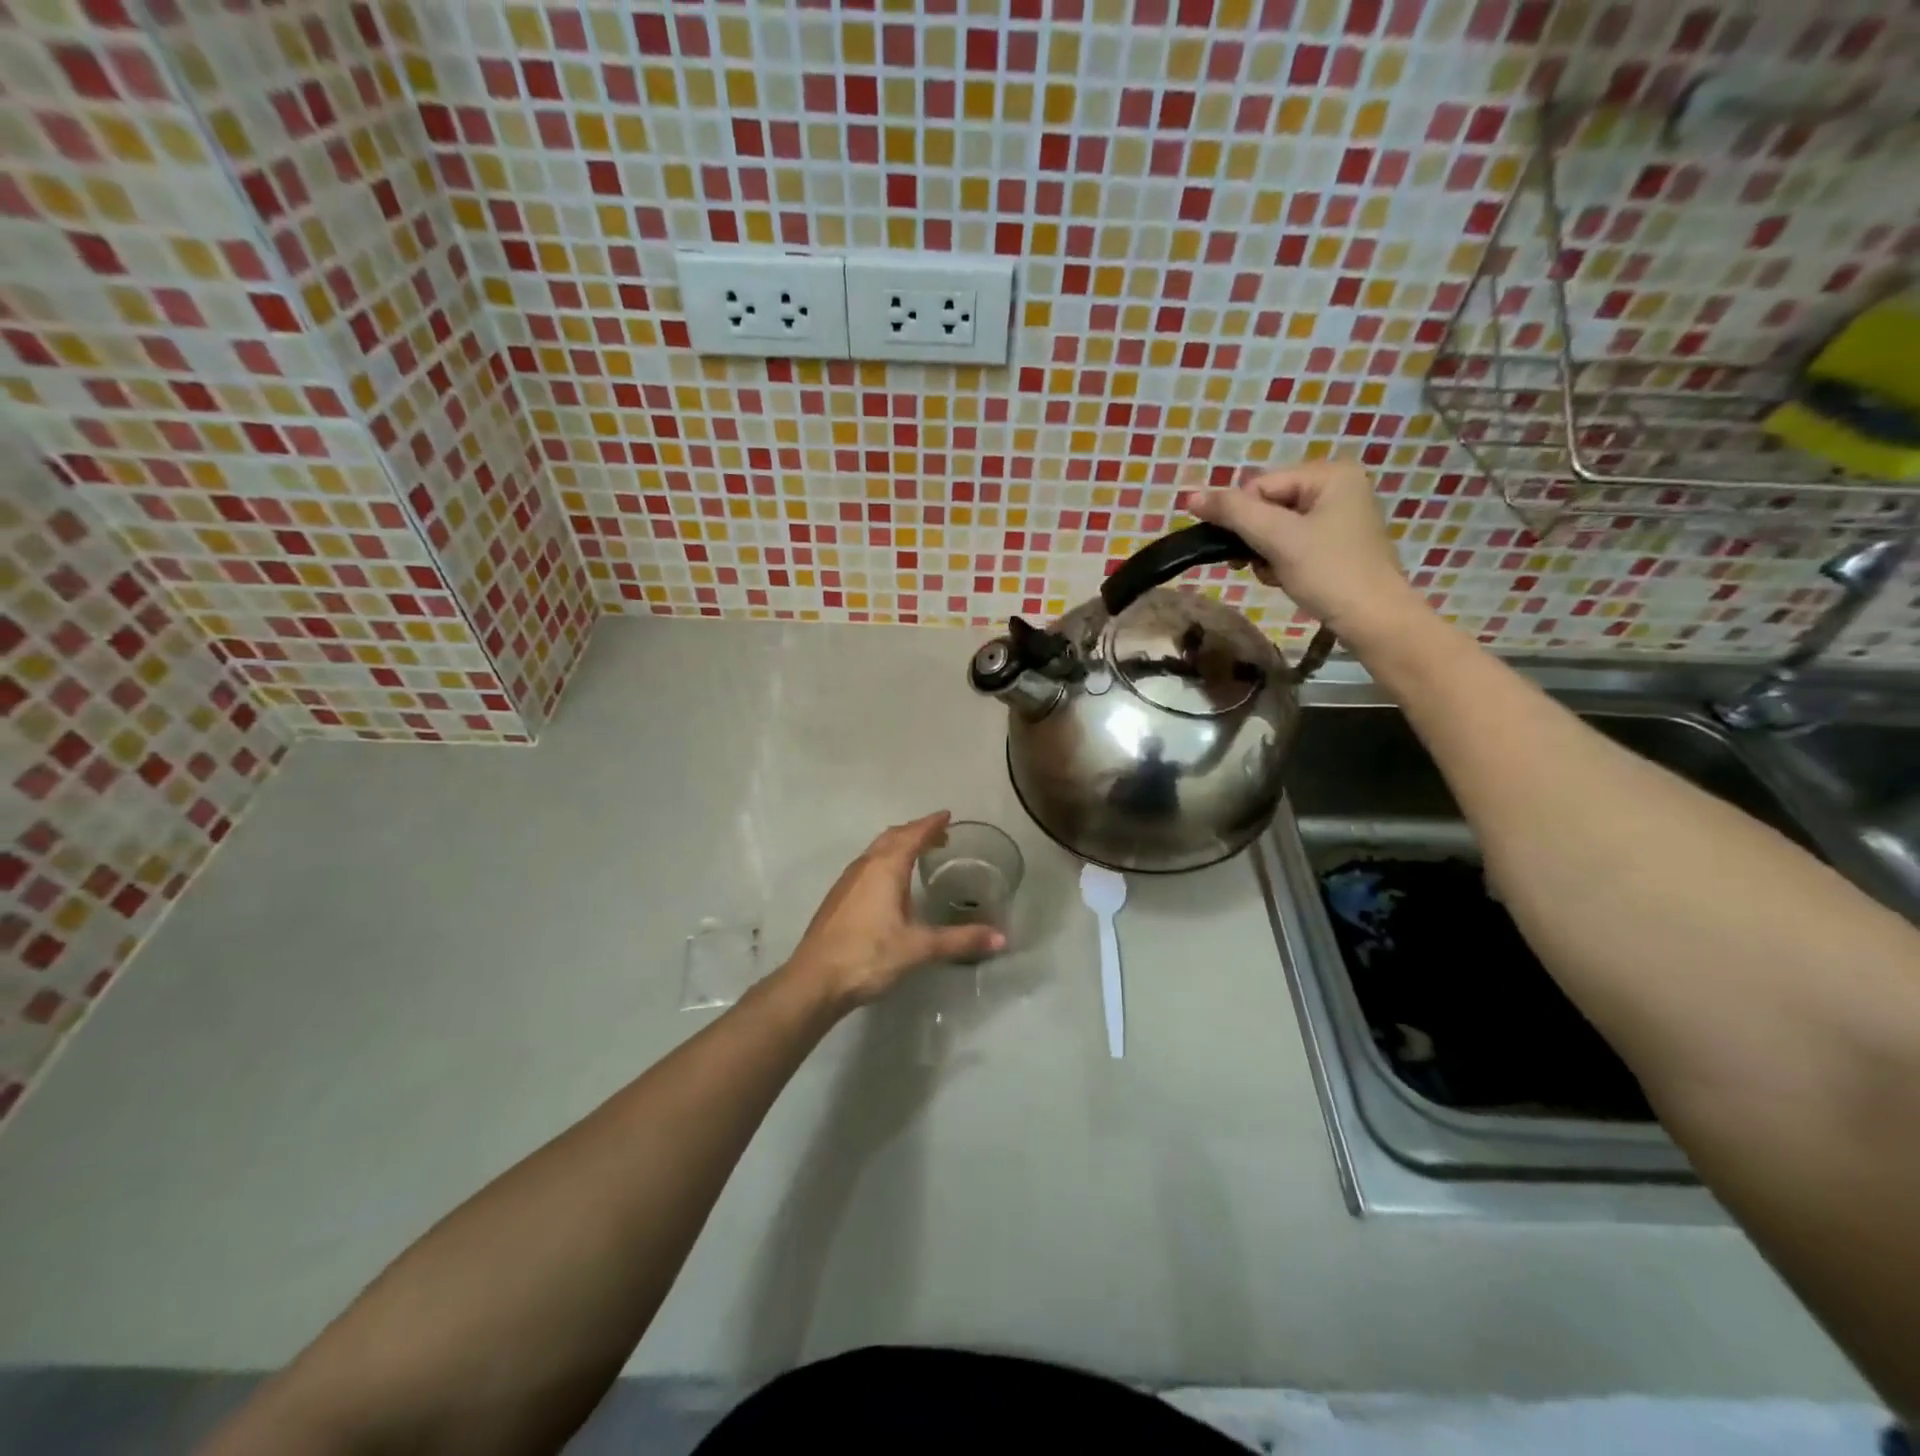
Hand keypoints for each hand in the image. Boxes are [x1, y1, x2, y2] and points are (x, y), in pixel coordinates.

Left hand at [784, 812, 1004, 1009]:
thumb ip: (960, 940)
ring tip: (918, 854)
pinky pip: (867, 865)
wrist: (814, 981)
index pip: (912, 835)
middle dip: (916, 831)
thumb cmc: (868, 956)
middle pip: (892, 837)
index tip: (947, 816)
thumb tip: (1001, 938)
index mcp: (886, 868)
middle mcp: (865, 866)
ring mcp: (847, 881)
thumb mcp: (919, 948)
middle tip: (939, 835)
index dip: (931, 824)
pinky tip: (890, 884)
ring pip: (876, 850)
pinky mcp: (838, 898)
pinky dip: (885, 861)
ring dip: (898, 845)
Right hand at [1182, 460, 1423, 647]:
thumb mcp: (1278, 539)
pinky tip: (1287, 578)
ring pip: (1275, 527)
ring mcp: (1338, 515)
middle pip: (1267, 505)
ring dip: (1265, 553)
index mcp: (1329, 474)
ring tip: (1276, 574)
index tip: (1246, 552)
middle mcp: (1336, 486)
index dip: (1243, 519)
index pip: (1259, 486)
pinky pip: (1291, 542)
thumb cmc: (1329, 573)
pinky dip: (1280, 561)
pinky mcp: (1335, 542)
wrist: (1374, 620)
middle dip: (1256, 539)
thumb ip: (1233, 513)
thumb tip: (1189, 496)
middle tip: (1261, 565)